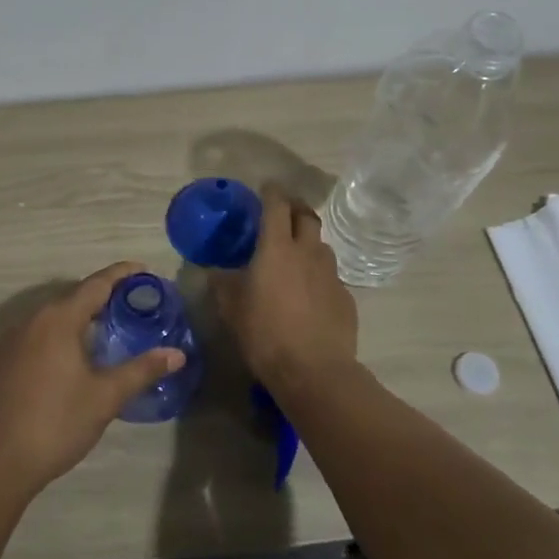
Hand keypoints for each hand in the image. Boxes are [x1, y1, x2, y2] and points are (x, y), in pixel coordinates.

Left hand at [0, 263, 186, 501]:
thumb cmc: (55, 425)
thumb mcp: (105, 398)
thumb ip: (141, 370)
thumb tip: (177, 354)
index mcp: (57, 319)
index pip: (96, 284)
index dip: (122, 274)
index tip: (144, 270)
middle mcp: (30, 320)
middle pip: (72, 298)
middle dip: (101, 297)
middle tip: (130, 306)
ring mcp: (8, 341)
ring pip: (50, 318)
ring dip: (77, 319)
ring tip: (103, 332)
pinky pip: (33, 336)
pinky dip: (55, 337)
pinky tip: (67, 361)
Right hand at [214, 186, 358, 394]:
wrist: (315, 371)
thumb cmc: (265, 334)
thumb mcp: (231, 309)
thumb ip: (222, 284)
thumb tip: (212, 272)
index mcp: (277, 248)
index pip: (276, 205)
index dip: (271, 192)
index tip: (266, 186)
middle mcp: (307, 252)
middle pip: (306, 216)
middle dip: (295, 208)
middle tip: (282, 213)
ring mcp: (331, 274)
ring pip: (321, 245)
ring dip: (308, 242)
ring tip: (295, 255)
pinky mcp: (345, 297)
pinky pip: (330, 275)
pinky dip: (318, 275)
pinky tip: (309, 294)